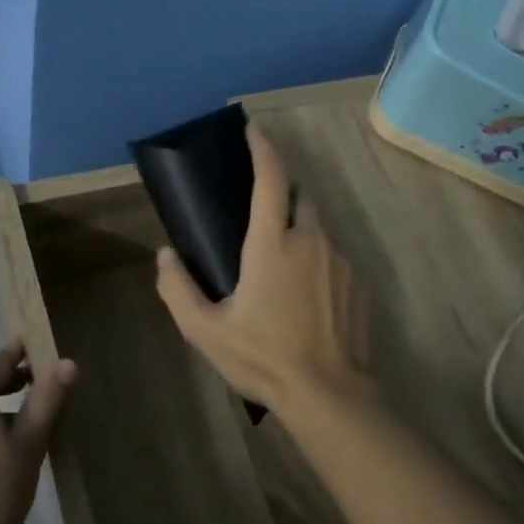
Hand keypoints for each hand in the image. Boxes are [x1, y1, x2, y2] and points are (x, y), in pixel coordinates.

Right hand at [154, 125, 374, 417]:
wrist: (329, 394)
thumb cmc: (263, 358)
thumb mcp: (205, 330)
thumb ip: (178, 289)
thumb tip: (165, 255)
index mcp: (273, 242)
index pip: (271, 178)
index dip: (263, 148)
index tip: (254, 130)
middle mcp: (311, 239)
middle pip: (301, 194)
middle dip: (283, 186)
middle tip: (262, 201)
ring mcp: (340, 259)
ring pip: (320, 224)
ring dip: (300, 225)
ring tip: (280, 255)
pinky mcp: (358, 282)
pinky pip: (334, 253)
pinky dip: (317, 255)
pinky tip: (305, 290)